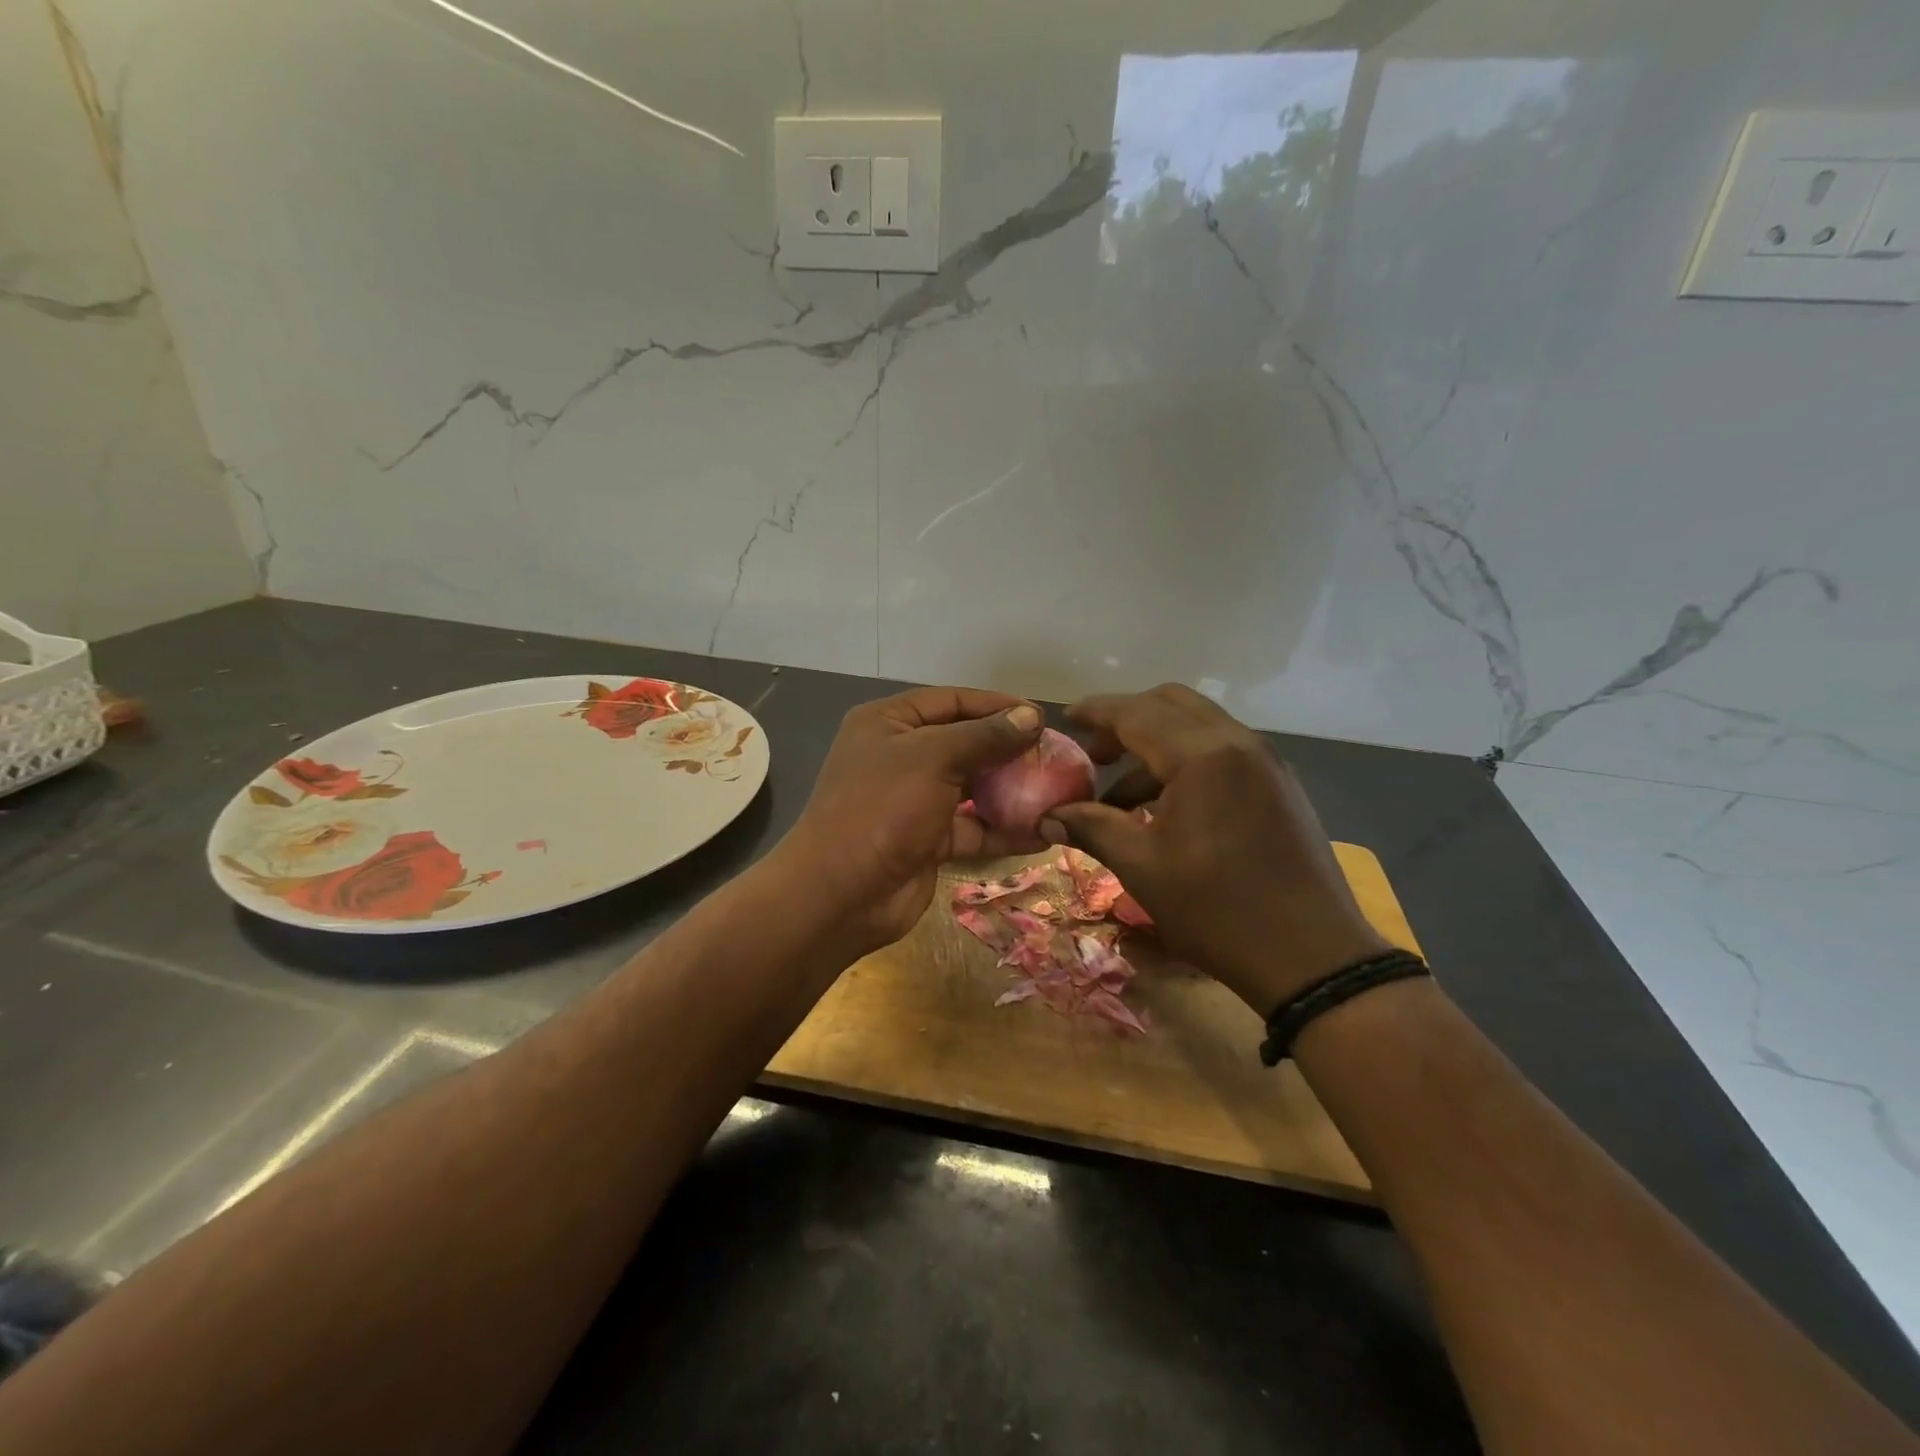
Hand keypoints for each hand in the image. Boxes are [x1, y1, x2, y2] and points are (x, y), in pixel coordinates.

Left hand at [772, 687, 1046, 950]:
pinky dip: (1003, 830)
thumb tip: (1032, 716)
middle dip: (1009, 750)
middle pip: (965, 744)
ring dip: (1011, 791)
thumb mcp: (933, 759)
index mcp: (889, 723)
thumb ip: (984, 736)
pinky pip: (972, 827)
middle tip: (1055, 756)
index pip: (952, 701)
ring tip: (1057, 792)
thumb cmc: (883, 808)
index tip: (1041, 717)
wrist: (840, 894)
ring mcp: (914, 800)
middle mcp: (901, 756)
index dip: (997, 706)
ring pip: (972, 788)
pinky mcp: (928, 840)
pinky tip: (1043, 833)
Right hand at [1042, 684, 1389, 1014]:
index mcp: (1202, 756)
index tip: (1066, 719)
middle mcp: (1237, 743)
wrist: (1313, 957)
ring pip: (1199, 726)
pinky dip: (1186, 761)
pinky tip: (1166, 809)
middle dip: (1127, 720)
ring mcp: (1265, 762)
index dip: (1096, 712)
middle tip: (1095, 755)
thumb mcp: (1143, 868)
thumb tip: (1047, 816)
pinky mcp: (1279, 785)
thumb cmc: (1218, 910)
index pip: (1136, 713)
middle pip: (1171, 704)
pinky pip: (1222, 751)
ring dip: (1155, 744)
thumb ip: (1092, 828)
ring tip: (1121, 797)